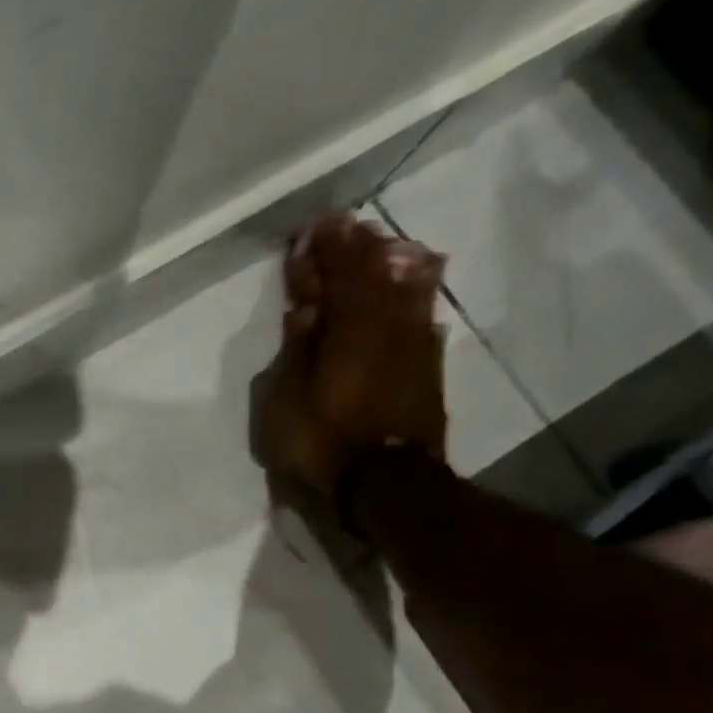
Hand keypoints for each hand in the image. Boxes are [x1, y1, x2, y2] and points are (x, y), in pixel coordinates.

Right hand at [253, 213, 449, 501]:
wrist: (385, 486)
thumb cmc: (321, 442)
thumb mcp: (285, 401)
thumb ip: (296, 351)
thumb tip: (305, 311)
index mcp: (347, 331)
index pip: (336, 277)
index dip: (323, 251)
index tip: (312, 227)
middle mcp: (385, 330)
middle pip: (374, 278)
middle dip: (358, 250)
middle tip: (346, 226)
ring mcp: (412, 350)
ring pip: (404, 293)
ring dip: (389, 267)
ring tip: (382, 245)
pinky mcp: (427, 373)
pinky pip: (422, 321)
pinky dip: (414, 301)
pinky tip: (416, 290)